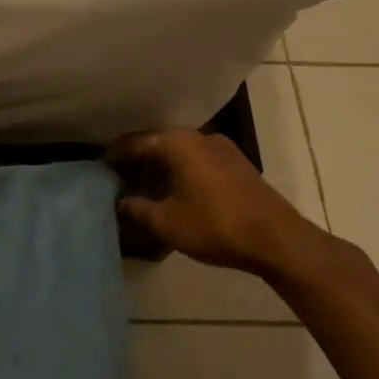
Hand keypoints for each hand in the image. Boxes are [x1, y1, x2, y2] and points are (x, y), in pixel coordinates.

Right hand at [107, 128, 329, 283]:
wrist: (278, 240)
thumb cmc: (215, 224)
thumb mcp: (166, 221)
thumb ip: (138, 208)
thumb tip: (122, 201)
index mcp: (178, 142)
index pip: (136, 142)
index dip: (115, 155)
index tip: (100, 167)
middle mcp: (200, 137)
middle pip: (159, 145)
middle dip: (138, 162)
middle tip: (118, 180)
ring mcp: (224, 150)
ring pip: (180, 155)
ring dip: (161, 170)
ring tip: (143, 190)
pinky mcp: (238, 167)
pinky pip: (198, 163)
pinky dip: (180, 174)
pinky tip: (173, 195)